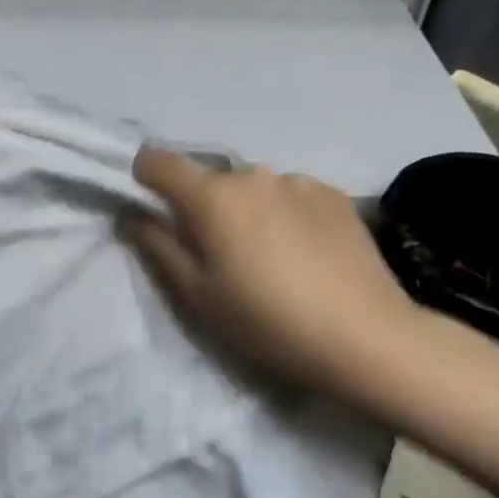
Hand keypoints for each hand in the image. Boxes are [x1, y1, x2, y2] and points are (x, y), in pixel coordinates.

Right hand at [121, 147, 420, 396]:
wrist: (367, 336)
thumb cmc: (268, 322)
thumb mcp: (199, 296)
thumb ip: (158, 246)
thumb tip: (131, 214)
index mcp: (212, 196)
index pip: (158, 161)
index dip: (144, 177)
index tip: (151, 207)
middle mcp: (253, 174)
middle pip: (210, 179)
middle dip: (203, 205)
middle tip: (218, 253)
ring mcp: (298, 180)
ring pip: (253, 188)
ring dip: (248, 210)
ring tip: (270, 257)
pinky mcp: (334, 194)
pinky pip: (291, 195)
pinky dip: (285, 214)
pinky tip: (306, 254)